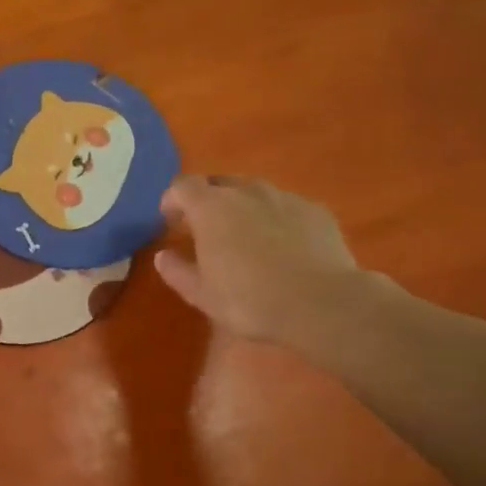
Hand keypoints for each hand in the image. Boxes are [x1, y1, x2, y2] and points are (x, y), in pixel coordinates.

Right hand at [154, 176, 374, 347]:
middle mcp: (246, 192)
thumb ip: (177, 271)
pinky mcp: (316, 210)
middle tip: (205, 228)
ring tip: (245, 235)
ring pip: (255, 191)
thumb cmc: (250, 300)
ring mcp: (285, 198)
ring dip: (242, 206)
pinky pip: (286, 206)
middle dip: (207, 199)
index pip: (182, 186)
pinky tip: (282, 245)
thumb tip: (163, 256)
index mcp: (211, 208)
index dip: (172, 200)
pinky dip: (275, 217)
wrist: (322, 304)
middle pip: (219, 182)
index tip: (170, 220)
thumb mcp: (202, 294)